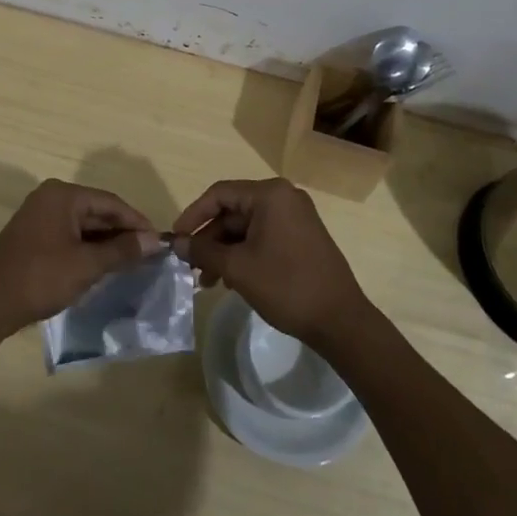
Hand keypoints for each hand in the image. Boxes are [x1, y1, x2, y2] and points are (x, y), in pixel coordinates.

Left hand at [0, 180, 160, 337]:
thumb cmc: (41, 278)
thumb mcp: (87, 265)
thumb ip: (121, 250)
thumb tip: (153, 240)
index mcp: (63, 195)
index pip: (110, 202)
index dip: (136, 222)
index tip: (159, 241)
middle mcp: (50, 196)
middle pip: (96, 210)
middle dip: (121, 232)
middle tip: (148, 253)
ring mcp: (39, 214)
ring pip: (83, 223)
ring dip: (105, 241)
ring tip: (131, 261)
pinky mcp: (32, 234)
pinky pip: (68, 233)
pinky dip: (87, 247)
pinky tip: (102, 264)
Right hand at [172, 178, 367, 345]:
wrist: (341, 321)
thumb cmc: (286, 286)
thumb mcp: (237, 268)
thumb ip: (203, 251)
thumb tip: (175, 243)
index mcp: (270, 194)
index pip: (219, 194)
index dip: (193, 216)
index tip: (175, 239)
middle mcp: (284, 197)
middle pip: (233, 211)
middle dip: (210, 239)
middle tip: (190, 265)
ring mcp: (296, 217)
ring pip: (247, 227)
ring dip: (225, 250)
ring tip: (207, 280)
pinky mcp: (302, 237)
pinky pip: (263, 236)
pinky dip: (244, 253)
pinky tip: (231, 279)